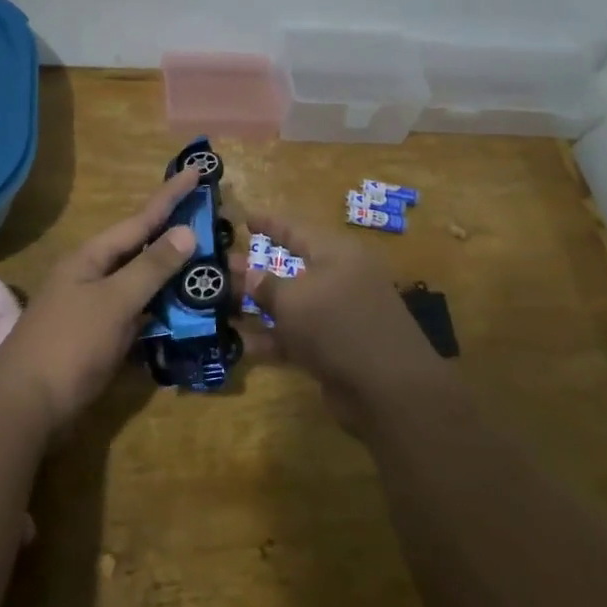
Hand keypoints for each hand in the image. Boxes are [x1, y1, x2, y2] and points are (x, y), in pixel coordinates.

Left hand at [0, 169, 201, 435]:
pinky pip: (138, 313)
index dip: (170, 196)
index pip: (140, 219)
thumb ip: (151, 267)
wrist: (25, 407)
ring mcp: (94, 308)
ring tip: (209, 265)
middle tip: (213, 223)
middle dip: (175, 236)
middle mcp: (92, 275)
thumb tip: (185, 231)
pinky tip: (185, 311)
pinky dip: (161, 310)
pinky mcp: (99, 338)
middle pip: (141, 249)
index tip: (197, 171)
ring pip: (142, 283)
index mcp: (91, 257)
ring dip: (172, 276)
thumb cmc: (70, 345)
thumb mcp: (114, 302)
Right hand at [235, 209, 446, 430]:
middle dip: (254, 270)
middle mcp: (339, 279)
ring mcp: (338, 316)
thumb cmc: (337, 325)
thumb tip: (250, 274)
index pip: (296, 230)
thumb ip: (267, 285)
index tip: (243, 218)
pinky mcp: (334, 348)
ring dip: (257, 306)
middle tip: (219, 268)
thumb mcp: (294, 300)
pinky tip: (238, 343)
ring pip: (290, 304)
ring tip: (219, 305)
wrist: (387, 388)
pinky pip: (296, 335)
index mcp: (336, 254)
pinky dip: (271, 338)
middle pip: (290, 268)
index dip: (269, 224)